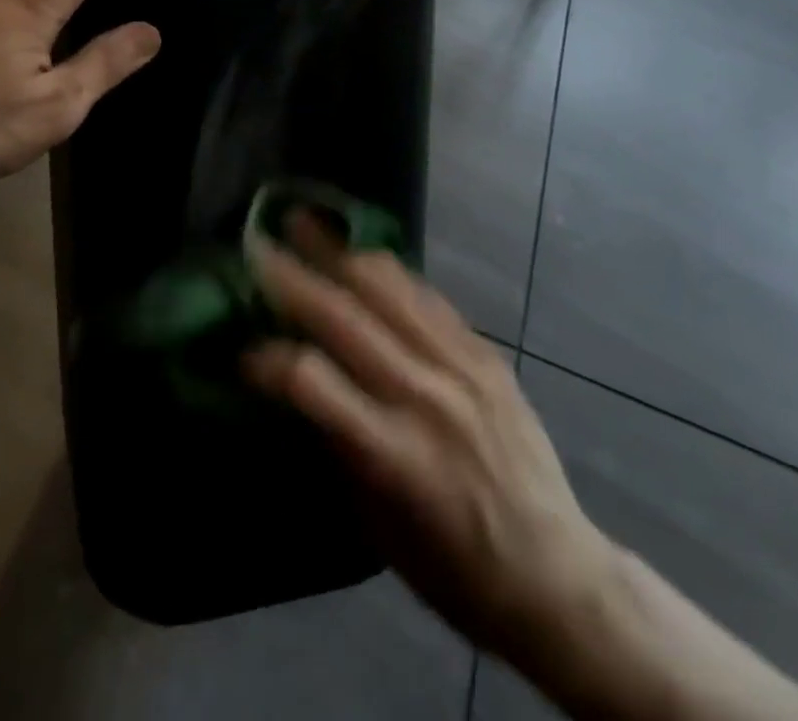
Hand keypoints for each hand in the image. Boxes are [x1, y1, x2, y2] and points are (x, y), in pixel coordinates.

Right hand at [243, 223, 617, 671]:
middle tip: (258, 242)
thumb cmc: (453, 570)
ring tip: (308, 223)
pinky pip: (427, 296)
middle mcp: (425, 396)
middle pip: (344, 317)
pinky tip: (364, 255)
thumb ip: (336, 441)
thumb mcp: (376, 525)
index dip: (267, 359)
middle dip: (292, 275)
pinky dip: (387, 272)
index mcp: (393, 453)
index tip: (242, 350)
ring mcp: (461, 366)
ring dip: (338, 252)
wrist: (555, 574)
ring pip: (388, 289)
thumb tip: (294, 384)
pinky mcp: (485, 353)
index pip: (310, 380)